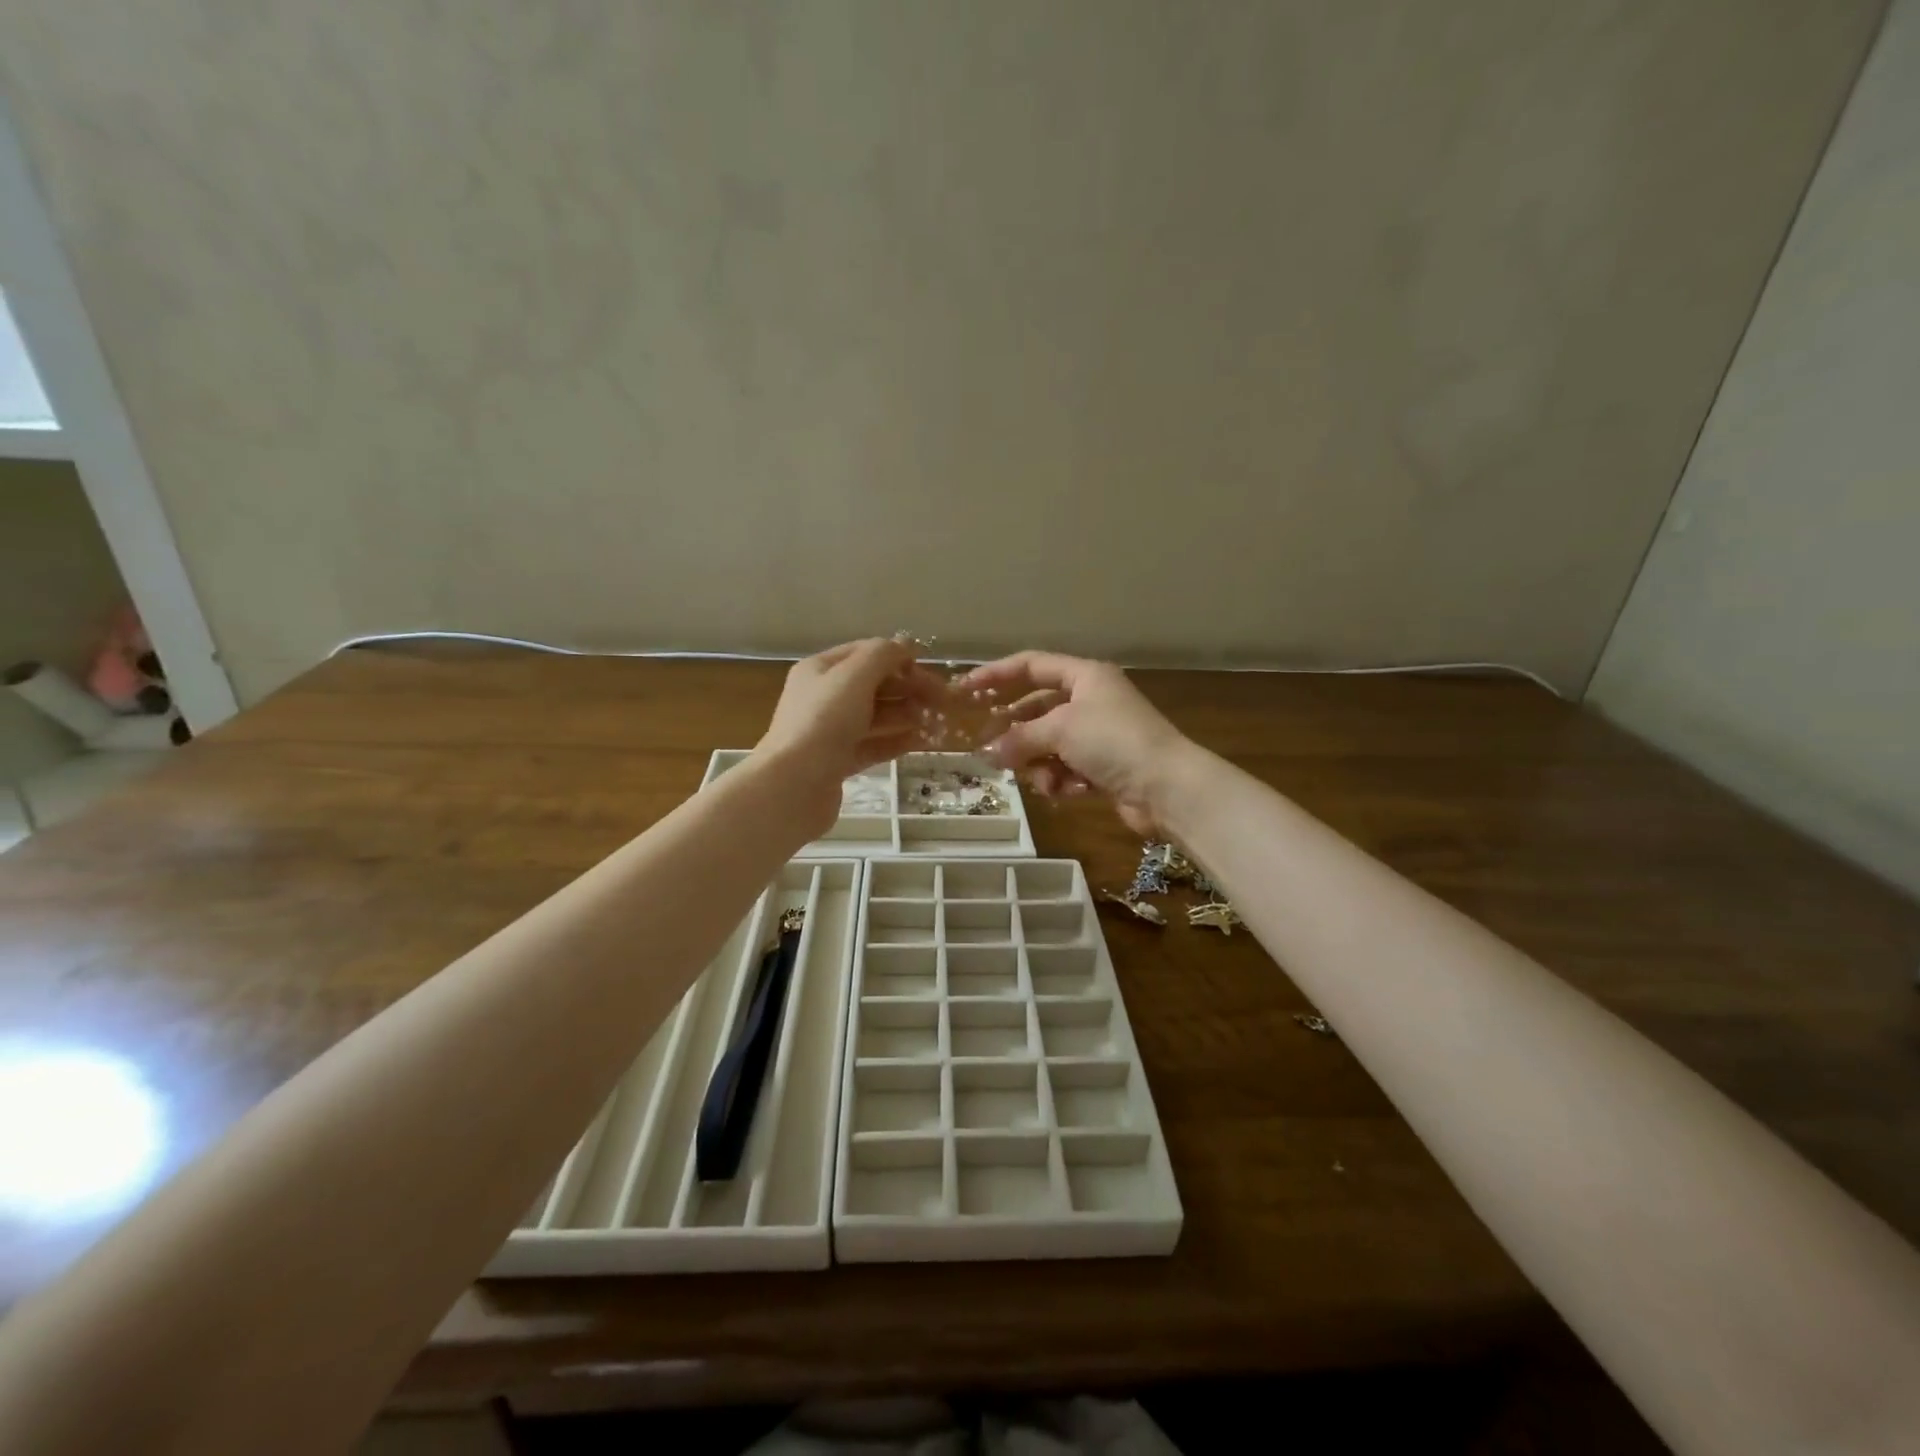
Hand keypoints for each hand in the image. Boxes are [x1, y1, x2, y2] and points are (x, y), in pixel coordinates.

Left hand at [755, 639, 943, 833]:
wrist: (793, 786)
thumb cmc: (823, 722)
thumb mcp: (854, 677)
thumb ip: (883, 655)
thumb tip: (906, 645)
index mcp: (820, 670)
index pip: (865, 653)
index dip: (899, 658)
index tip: (931, 672)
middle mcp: (823, 697)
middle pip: (873, 685)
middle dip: (908, 688)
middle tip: (943, 700)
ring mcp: (829, 732)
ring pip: (875, 716)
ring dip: (906, 714)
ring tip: (936, 720)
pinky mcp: (837, 762)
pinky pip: (872, 745)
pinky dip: (896, 741)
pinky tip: (920, 741)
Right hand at [958, 652, 1192, 835]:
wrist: (1166, 787)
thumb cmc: (1113, 741)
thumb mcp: (1060, 729)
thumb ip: (1019, 737)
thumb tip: (988, 752)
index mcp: (1084, 676)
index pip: (1031, 665)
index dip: (996, 674)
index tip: (964, 689)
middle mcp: (1090, 700)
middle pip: (1037, 710)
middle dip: (1016, 732)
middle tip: (986, 748)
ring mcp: (1097, 735)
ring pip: (1048, 744)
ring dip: (1040, 763)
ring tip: (1044, 778)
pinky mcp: (1103, 767)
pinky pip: (1065, 768)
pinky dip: (1062, 780)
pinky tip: (1068, 790)